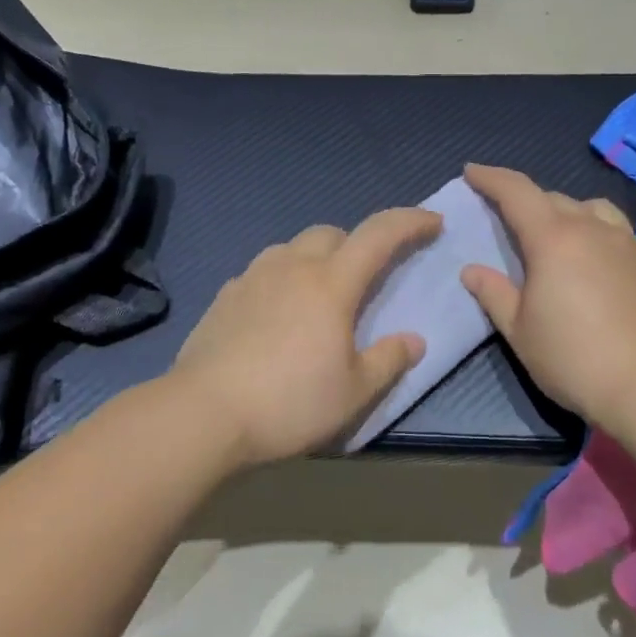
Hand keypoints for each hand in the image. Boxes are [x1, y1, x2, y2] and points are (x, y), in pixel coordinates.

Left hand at [174, 207, 439, 466]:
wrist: (203, 414)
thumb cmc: (289, 403)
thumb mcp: (354, 392)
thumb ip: (389, 360)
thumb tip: (414, 340)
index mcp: (331, 283)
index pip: (379, 235)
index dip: (410, 222)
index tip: (433, 222)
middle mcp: (292, 267)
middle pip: (332, 233)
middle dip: (357, 244)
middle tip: (366, 278)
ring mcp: (253, 277)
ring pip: (293, 247)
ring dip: (316, 258)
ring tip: (319, 295)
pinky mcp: (224, 296)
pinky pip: (263, 271)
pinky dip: (282, 279)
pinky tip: (277, 314)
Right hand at [461, 164, 635, 435]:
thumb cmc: (575, 359)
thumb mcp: (520, 331)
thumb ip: (494, 294)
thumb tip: (472, 270)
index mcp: (553, 238)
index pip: (517, 192)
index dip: (491, 178)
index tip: (472, 171)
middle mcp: (591, 228)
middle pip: (552, 198)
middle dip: (524, 200)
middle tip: (504, 217)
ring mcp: (625, 242)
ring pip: (589, 207)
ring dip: (563, 211)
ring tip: (552, 234)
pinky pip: (613, 227)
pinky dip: (592, 228)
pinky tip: (590, 257)